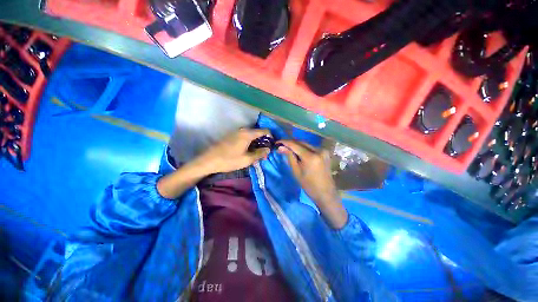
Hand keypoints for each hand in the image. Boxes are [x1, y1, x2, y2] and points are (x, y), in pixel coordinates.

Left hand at [199, 129, 271, 173]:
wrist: (209, 160)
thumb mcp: (247, 159)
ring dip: (256, 143)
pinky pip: (245, 137)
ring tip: (257, 154)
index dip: (271, 137)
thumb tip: (268, 149)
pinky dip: (250, 143)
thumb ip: (260, 153)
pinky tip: (248, 151)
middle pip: (258, 133)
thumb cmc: (229, 160)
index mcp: (248, 134)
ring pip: (251, 135)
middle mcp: (243, 130)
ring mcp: (236, 132)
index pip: (264, 131)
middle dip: (263, 142)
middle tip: (265, 153)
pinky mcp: (231, 136)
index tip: (272, 146)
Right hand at [277, 140, 347, 228]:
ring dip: (296, 145)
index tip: (276, 142)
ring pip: (306, 144)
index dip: (285, 142)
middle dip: (290, 142)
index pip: (295, 144)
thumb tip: (280, 147)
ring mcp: (323, 150)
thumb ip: (289, 157)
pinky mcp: (325, 153)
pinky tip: (297, 150)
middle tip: (281, 145)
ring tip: (287, 148)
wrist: (325, 193)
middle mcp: (318, 150)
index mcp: (311, 156)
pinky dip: (303, 148)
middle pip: (301, 142)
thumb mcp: (296, 171)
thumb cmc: (308, 185)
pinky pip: (311, 147)